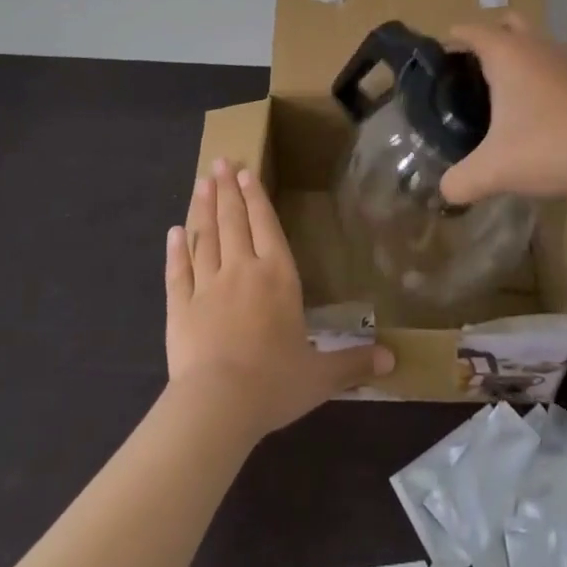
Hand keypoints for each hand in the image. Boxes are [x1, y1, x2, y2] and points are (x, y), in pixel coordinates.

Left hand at [166, 159, 393, 440]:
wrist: (218, 405)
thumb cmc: (274, 383)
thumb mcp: (321, 376)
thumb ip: (353, 363)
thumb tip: (393, 360)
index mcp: (277, 276)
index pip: (266, 225)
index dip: (256, 197)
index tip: (246, 172)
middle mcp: (242, 270)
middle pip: (233, 221)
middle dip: (228, 189)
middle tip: (220, 161)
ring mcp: (207, 286)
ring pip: (204, 237)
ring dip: (203, 208)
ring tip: (201, 182)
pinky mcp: (180, 307)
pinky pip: (177, 271)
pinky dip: (175, 250)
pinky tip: (173, 232)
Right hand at [439, 15, 566, 203]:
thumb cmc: (554, 145)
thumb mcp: (497, 169)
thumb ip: (462, 181)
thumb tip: (444, 191)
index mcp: (506, 53)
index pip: (468, 30)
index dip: (449, 42)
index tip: (436, 66)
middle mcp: (534, 45)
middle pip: (504, 23)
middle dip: (486, 39)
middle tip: (471, 73)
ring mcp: (564, 59)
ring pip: (533, 42)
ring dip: (517, 56)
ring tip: (502, 95)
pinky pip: (552, 64)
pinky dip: (539, 76)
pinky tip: (536, 114)